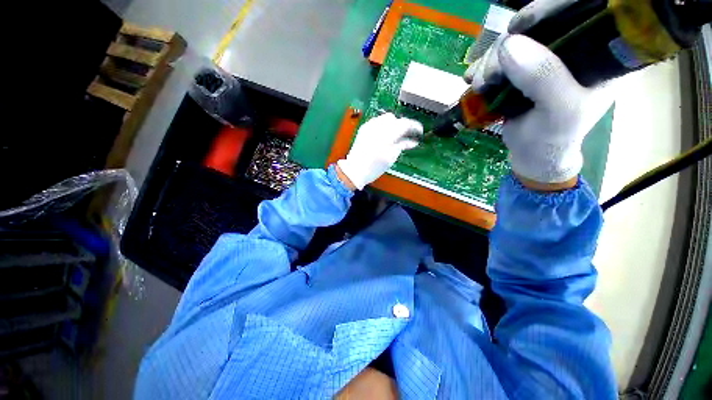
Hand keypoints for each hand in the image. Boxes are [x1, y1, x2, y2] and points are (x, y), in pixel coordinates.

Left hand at [337, 113, 422, 189]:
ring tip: (394, 137)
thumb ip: (402, 146)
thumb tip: (413, 141)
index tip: (419, 131)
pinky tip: (384, 136)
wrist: (354, 170)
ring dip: (392, 124)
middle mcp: (377, 126)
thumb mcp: (391, 158)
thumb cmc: (374, 167)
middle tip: (405, 136)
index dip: (414, 126)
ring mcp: (369, 126)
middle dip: (401, 125)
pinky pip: (377, 122)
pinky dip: (383, 126)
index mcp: (386, 134)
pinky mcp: (363, 129)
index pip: (404, 123)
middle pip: (394, 118)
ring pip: (385, 118)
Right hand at [464, 1, 611, 185]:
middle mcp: (570, 49)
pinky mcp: (520, 71)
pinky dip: (482, 67)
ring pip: (512, 42)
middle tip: (489, 75)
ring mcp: (542, 59)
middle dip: (506, 46)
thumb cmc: (554, 137)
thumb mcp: (559, 110)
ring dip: (489, 62)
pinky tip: (472, 79)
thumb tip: (508, 45)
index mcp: (595, 53)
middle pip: (537, 26)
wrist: (533, 154)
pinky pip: (498, 59)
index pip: (580, 12)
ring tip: (479, 85)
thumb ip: (542, 77)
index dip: (550, 8)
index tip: (518, 25)